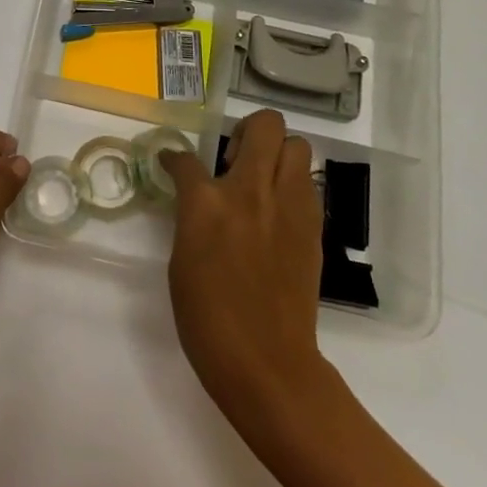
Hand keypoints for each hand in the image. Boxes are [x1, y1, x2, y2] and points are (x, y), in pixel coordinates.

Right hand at [160, 111, 330, 423]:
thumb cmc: (206, 315)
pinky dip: (292, 185)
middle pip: (265, 126)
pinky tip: (277, 211)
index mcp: (207, 202)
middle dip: (248, 131)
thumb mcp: (181, 257)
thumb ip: (191, 215)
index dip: (174, 158)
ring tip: (260, 182)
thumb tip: (195, 197)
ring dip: (277, 154)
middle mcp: (252, 192)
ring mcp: (289, 207)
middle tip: (235, 158)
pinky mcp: (313, 227)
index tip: (173, 163)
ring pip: (297, 146)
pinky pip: (307, 184)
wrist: (264, 361)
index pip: (185, 159)